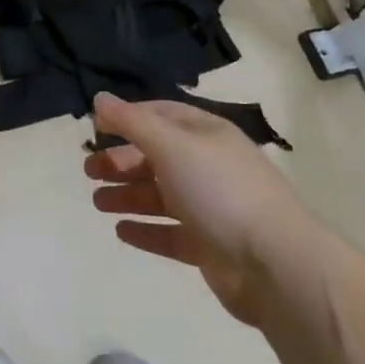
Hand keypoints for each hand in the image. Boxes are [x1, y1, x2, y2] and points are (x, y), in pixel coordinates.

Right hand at [86, 93, 320, 324]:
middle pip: (156, 157)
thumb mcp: (171, 145)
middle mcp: (208, 166)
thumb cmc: (220, 190)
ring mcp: (211, 208)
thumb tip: (99, 98)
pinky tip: (121, 231)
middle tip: (89, 172)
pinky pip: (170, 233)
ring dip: (127, 196)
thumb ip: (132, 122)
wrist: (275, 264)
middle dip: (121, 161)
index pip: (161, 115)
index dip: (127, 118)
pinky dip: (145, 230)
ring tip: (97, 202)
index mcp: (205, 135)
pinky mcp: (210, 246)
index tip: (94, 129)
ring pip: (160, 196)